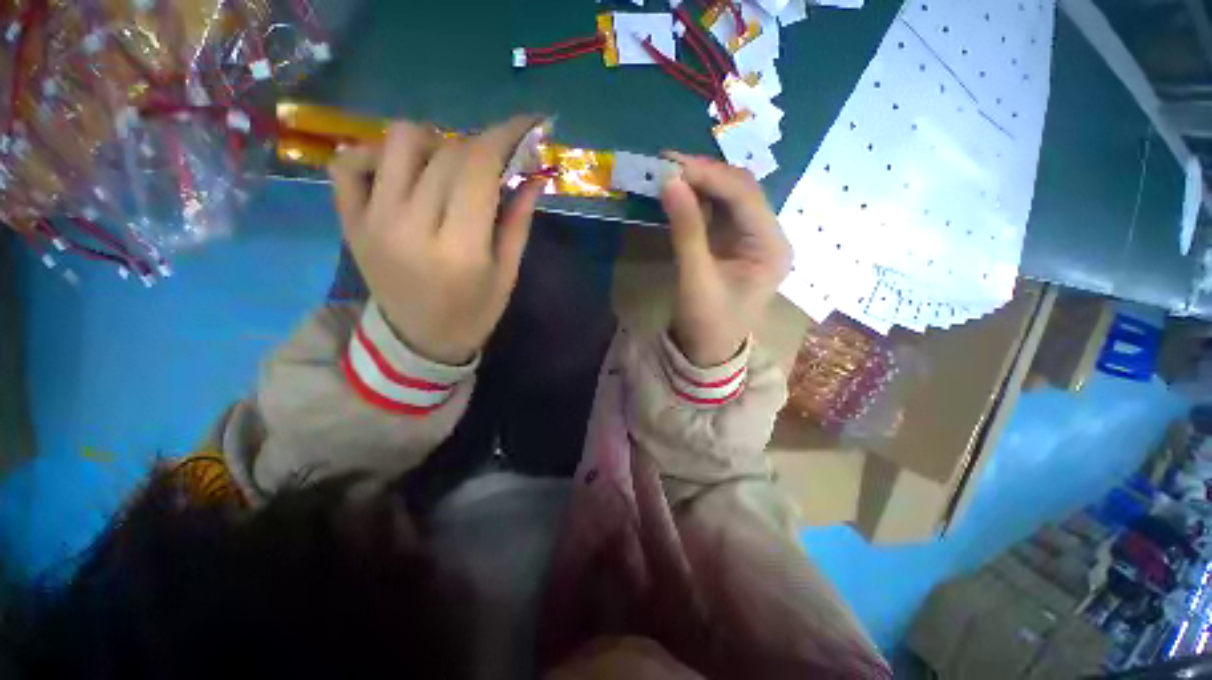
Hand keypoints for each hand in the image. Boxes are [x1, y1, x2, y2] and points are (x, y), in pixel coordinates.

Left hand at [328, 117, 543, 364]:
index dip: (507, 136)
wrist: (418, 339)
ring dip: (436, 144)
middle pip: (448, 152)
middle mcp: (411, 226)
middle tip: (498, 161)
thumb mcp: (507, 273)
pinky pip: (350, 162)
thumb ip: (520, 221)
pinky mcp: (349, 220)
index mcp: (460, 248)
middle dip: (482, 145)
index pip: (480, 168)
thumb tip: (535, 175)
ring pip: (400, 142)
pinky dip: (377, 153)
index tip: (530, 123)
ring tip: (451, 169)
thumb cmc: (474, 312)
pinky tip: (402, 172)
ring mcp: (372, 220)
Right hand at [660, 152, 791, 366]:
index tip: (672, 163)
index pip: (745, 196)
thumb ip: (686, 230)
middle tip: (667, 163)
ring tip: (669, 172)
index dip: (710, 175)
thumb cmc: (708, 322)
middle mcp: (769, 236)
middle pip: (741, 191)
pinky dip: (698, 199)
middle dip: (705, 174)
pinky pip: (718, 212)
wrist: (708, 349)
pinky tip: (679, 191)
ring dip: (700, 183)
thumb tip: (670, 182)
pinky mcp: (734, 243)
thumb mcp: (695, 279)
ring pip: (729, 197)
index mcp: (772, 247)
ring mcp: (752, 238)